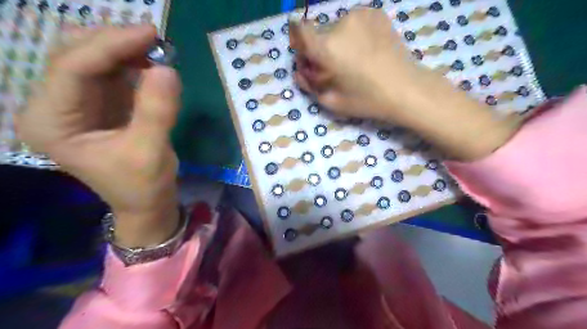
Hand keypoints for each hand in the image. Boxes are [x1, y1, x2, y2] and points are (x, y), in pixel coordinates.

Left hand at [16, 26, 180, 246]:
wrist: (147, 202)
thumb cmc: (143, 185)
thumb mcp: (150, 152)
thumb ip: (157, 112)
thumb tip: (168, 69)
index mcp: (51, 122)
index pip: (73, 69)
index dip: (111, 45)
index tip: (151, 33)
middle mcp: (55, 106)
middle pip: (75, 55)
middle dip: (115, 42)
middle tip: (155, 39)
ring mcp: (78, 102)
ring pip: (93, 58)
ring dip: (124, 50)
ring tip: (156, 50)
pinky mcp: (101, 103)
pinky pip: (112, 72)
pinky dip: (133, 63)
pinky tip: (151, 64)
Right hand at [291, 9, 513, 160]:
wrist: (406, 88)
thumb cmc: (366, 100)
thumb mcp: (331, 101)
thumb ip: (308, 84)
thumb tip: (299, 70)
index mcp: (327, 47)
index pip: (299, 30)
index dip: (298, 41)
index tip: (307, 55)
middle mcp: (340, 24)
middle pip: (318, 32)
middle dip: (320, 48)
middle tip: (333, 68)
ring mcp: (360, 15)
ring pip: (336, 27)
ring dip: (337, 42)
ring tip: (353, 61)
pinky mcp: (375, 13)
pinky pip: (353, 22)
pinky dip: (353, 34)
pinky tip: (365, 51)